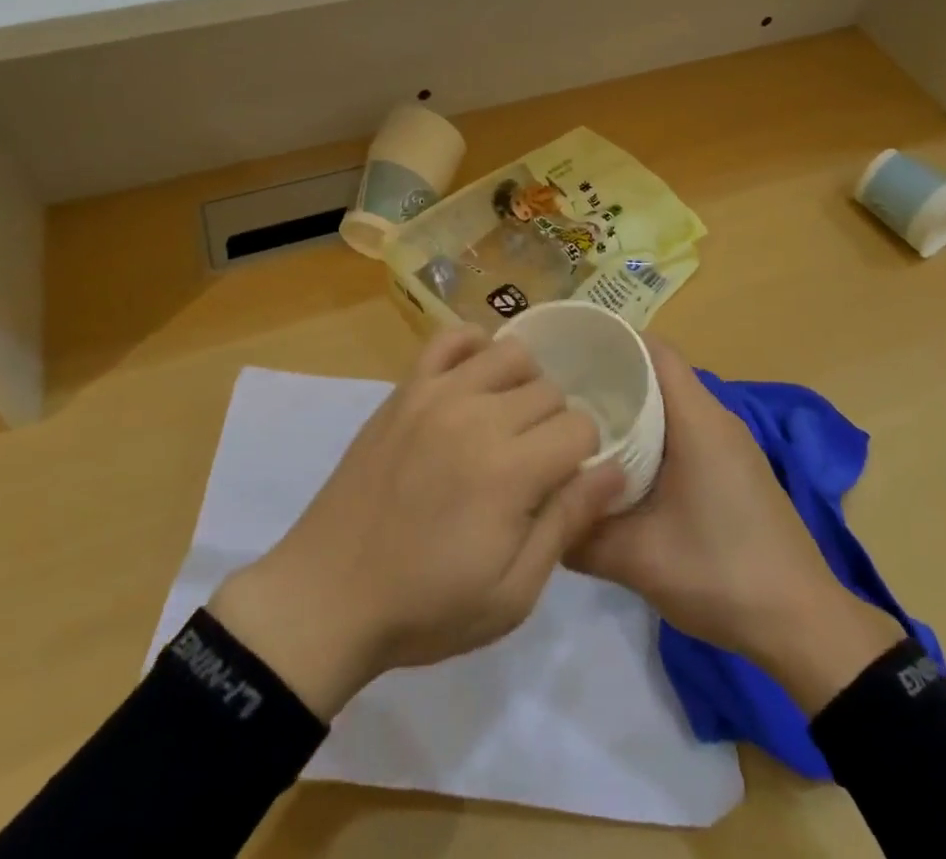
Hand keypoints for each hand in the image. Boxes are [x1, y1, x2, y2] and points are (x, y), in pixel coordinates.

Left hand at [209, 327, 621, 718]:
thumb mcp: (512, 593)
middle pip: (549, 390)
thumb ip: (567, 522)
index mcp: (509, 470)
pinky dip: (474, 348)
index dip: (583, 457)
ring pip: (511, 353)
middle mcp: (477, 416)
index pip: (579, 427)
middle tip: (533, 465)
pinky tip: (474, 382)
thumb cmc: (426, 606)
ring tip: (507, 422)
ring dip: (523, 384)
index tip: (563, 484)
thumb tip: (617, 469)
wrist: (329, 595)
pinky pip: (450, 337)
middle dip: (555, 425)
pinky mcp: (404, 389)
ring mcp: (436, 394)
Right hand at [568, 339, 904, 712]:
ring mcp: (730, 444)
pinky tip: (622, 463)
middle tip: (561, 391)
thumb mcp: (639, 559)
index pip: (654, 351)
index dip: (611, 342)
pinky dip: (651, 433)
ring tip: (581, 423)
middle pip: (659, 373)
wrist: (804, 625)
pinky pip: (684, 430)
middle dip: (610, 375)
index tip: (567, 350)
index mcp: (699, 420)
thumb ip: (581, 535)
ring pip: (671, 404)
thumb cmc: (722, 574)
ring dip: (631, 407)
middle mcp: (717, 419)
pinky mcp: (734, 469)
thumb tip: (541, 515)